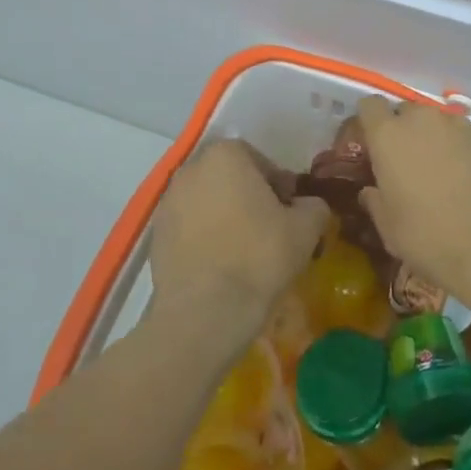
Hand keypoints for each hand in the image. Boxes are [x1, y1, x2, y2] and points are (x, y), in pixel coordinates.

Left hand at [150, 139, 329, 344]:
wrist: (204, 313)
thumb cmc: (259, 258)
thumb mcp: (306, 229)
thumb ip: (314, 206)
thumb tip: (310, 206)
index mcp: (226, 155)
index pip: (260, 161)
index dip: (280, 187)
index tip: (290, 214)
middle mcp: (191, 169)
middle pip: (231, 178)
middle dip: (251, 199)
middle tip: (271, 232)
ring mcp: (168, 201)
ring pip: (208, 202)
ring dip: (227, 218)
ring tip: (245, 253)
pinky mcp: (156, 235)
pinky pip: (190, 228)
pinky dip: (205, 239)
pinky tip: (221, 266)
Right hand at [355, 96, 470, 308]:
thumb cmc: (431, 238)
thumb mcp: (390, 229)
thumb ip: (375, 202)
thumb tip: (371, 191)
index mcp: (389, 136)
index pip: (369, 106)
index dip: (369, 123)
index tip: (371, 146)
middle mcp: (423, 120)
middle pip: (406, 111)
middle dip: (404, 131)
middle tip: (408, 164)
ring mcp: (461, 126)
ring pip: (440, 123)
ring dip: (436, 141)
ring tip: (444, 175)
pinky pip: (469, 137)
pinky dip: (465, 152)